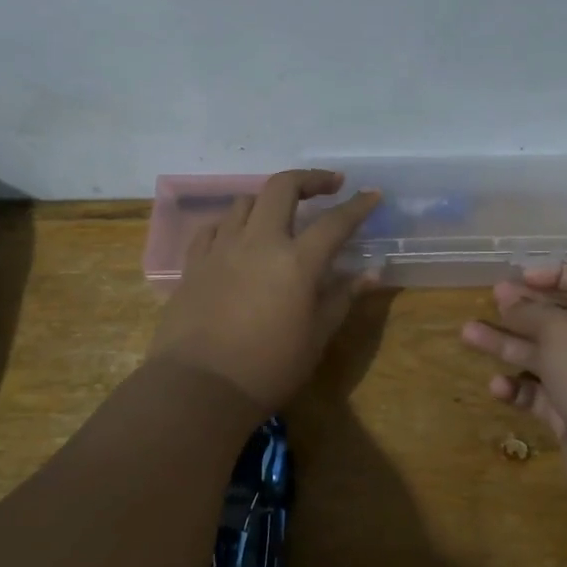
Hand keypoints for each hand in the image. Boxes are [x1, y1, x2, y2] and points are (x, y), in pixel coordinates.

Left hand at [149, 170, 380, 412]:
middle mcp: (259, 242)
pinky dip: (233, 223)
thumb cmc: (268, 368)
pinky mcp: (194, 263)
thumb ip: (342, 298)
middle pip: (282, 188)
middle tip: (329, 185)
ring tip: (282, 215)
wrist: (199, 388)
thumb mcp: (316, 337)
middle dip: (309, 179)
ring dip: (269, 200)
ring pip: (245, 202)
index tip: (373, 194)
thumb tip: (371, 273)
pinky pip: (214, 227)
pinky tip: (238, 237)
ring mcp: (221, 248)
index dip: (358, 206)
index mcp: (296, 261)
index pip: (335, 222)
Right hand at [461, 266, 566, 500]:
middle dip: (522, 310)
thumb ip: (530, 312)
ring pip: (540, 358)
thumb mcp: (560, 331)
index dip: (556, 274)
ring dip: (506, 345)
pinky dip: (518, 390)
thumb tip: (508, 296)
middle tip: (490, 300)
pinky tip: (497, 386)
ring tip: (468, 333)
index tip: (521, 276)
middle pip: (557, 320)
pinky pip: (540, 396)